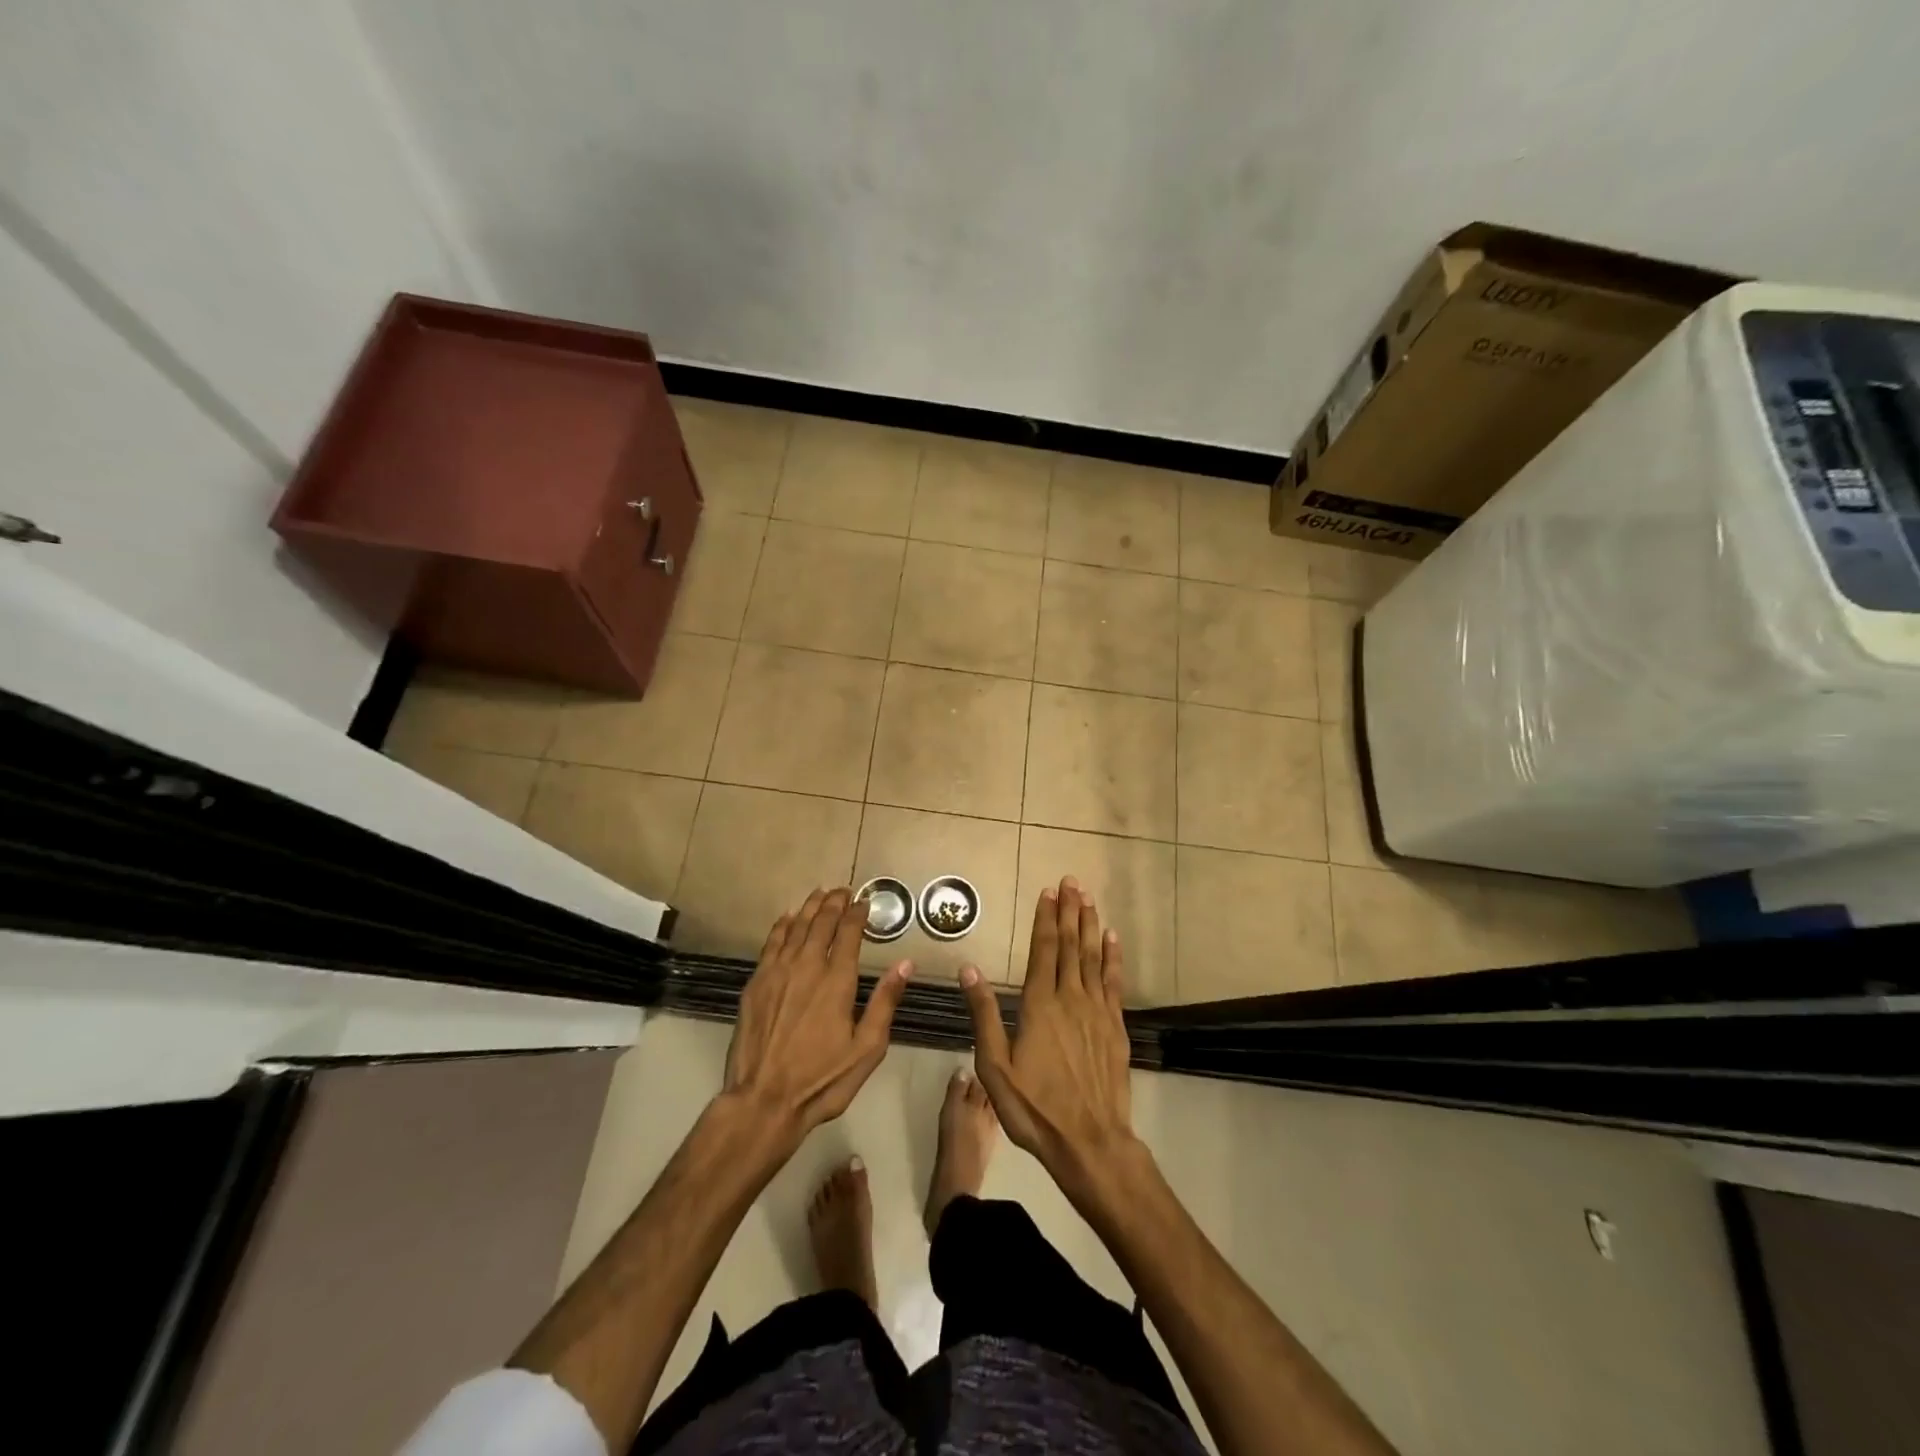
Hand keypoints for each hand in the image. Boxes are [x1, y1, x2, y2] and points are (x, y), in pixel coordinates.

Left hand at [721, 888, 910, 1154]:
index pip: (848, 933)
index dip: (857, 913)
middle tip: (842, 891)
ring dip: (809, 908)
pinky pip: (771, 944)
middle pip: (821, 923)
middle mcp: (807, 966)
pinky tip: (787, 919)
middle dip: (834, 903)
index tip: (864, 901)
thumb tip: (905, 964)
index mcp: (837, 980)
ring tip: (819, 894)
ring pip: (795, 928)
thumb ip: (885, 1002)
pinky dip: (781, 927)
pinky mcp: (755, 984)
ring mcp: (777, 973)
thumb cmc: (823, 1079)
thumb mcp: (867, 1048)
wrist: (764, 1101)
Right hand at [959, 876, 1140, 1196]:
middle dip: (1070, 911)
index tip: (1048, 891)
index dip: (1045, 919)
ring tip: (1089, 900)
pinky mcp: (1115, 1027)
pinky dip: (1113, 957)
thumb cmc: (1035, 1107)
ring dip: (1091, 926)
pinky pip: (1113, 982)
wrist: (1090, 1142)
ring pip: (1093, 957)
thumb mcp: (995, 1067)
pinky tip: (1112, 940)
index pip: (1043, 950)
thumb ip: (984, 1014)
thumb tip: (968, 969)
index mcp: (1040, 1004)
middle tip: (1072, 881)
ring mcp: (1097, 1011)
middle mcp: (1071, 998)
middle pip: (1071, 945)